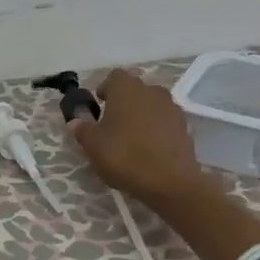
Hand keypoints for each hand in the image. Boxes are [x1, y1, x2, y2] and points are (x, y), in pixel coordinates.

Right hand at [69, 68, 211, 208]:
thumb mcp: (93, 146)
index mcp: (126, 89)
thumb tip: (75, 121)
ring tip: (131, 138)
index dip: (105, 89)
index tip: (99, 106)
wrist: (170, 181)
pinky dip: (156, 129)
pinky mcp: (184, 126)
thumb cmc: (124, 156)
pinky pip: (164, 121)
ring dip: (141, 115)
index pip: (114, 77)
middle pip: (134, 90)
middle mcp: (151, 91)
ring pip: (151, 105)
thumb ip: (83, 129)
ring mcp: (171, 107)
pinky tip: (149, 149)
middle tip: (112, 124)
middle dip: (123, 103)